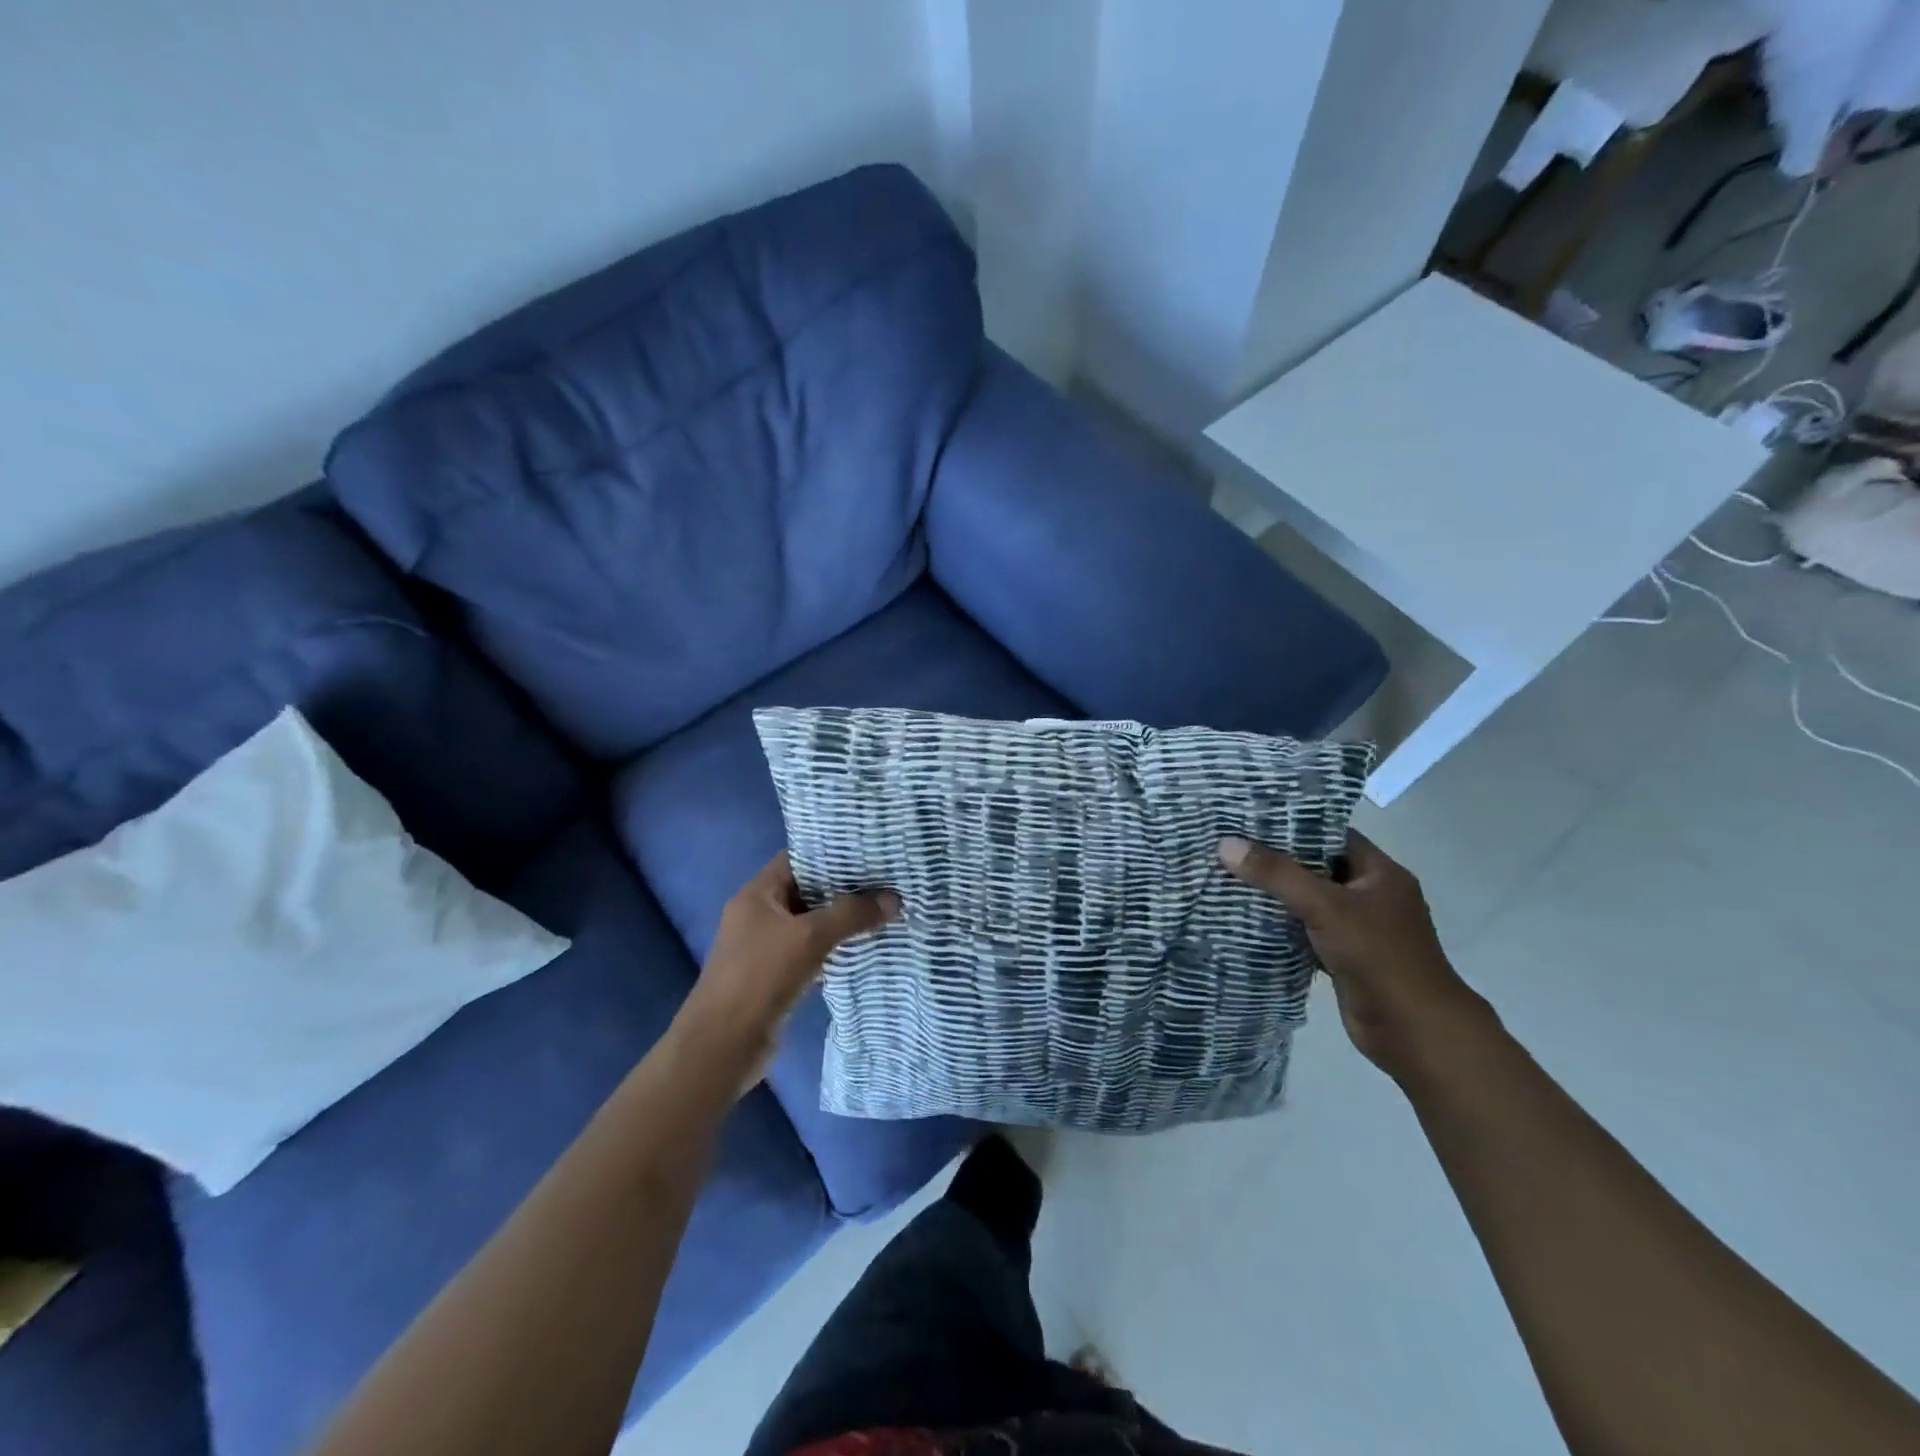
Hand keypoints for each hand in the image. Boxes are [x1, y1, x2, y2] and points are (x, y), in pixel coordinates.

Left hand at [676, 851, 898, 1090]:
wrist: (722, 1047)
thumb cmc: (760, 978)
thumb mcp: (809, 937)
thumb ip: (851, 915)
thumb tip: (894, 899)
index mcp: (757, 894)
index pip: (797, 859)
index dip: (831, 853)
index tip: (869, 852)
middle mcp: (758, 914)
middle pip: (806, 891)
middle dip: (844, 888)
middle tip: (885, 881)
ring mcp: (765, 947)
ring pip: (810, 923)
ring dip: (841, 920)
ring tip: (883, 910)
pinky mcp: (775, 976)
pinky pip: (809, 951)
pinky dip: (833, 948)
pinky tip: (863, 947)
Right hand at [1217, 830, 1492, 1080]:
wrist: (1414, 1032)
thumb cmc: (1379, 957)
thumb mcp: (1325, 907)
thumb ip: (1277, 874)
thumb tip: (1226, 844)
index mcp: (1380, 873)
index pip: (1331, 834)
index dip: (1292, 823)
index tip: (1248, 818)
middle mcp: (1372, 895)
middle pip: (1317, 866)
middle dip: (1276, 859)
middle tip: (1229, 846)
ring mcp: (1360, 928)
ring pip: (1310, 901)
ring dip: (1276, 894)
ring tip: (1228, 876)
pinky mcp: (1345, 956)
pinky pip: (1307, 931)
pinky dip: (1282, 926)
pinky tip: (1246, 919)